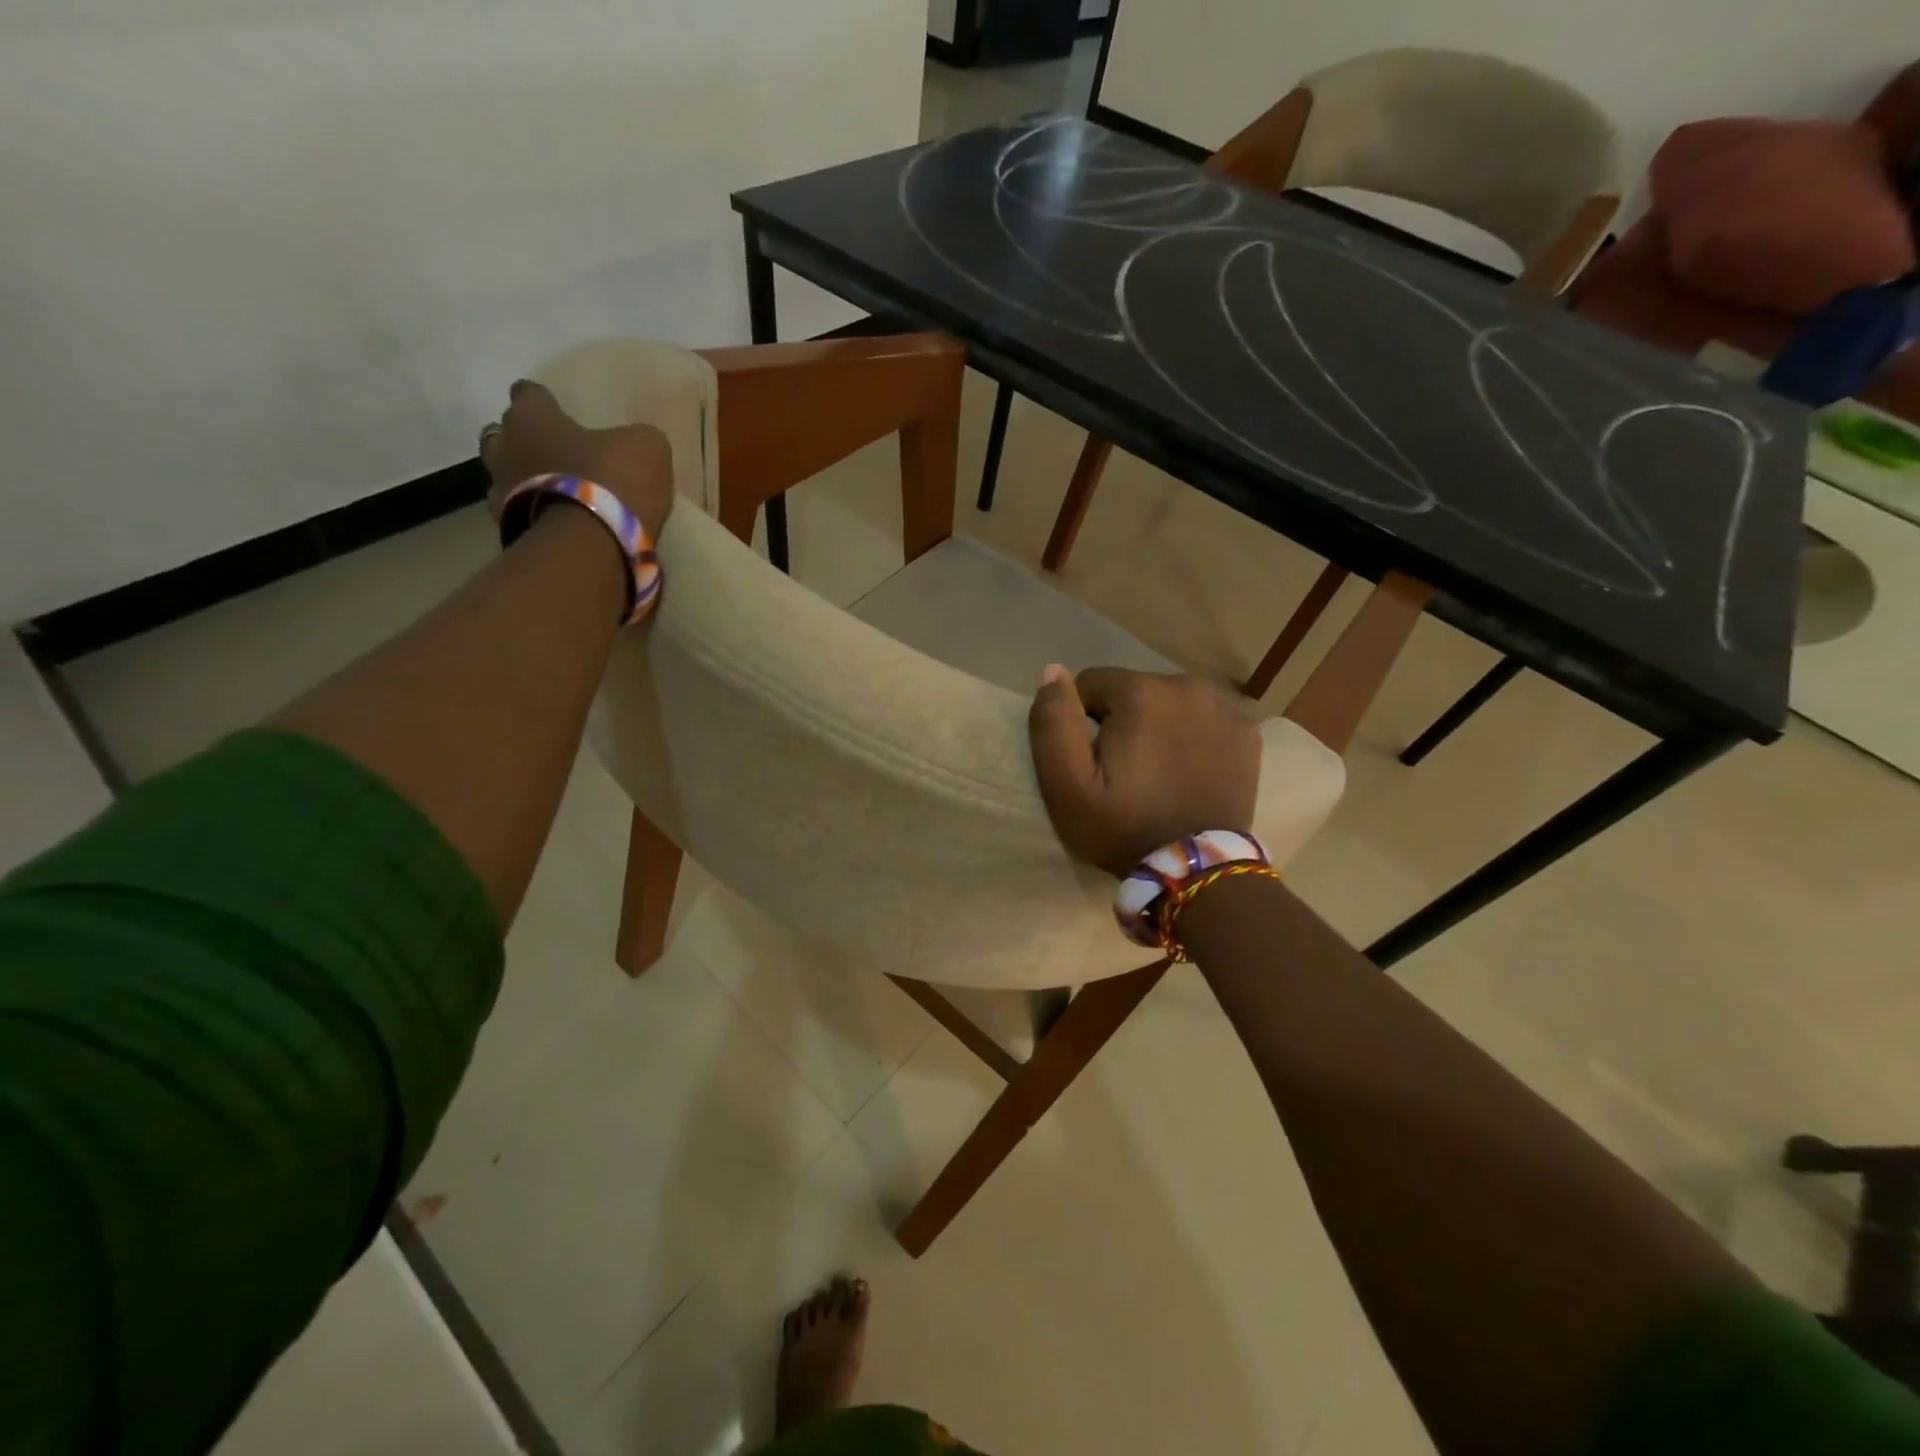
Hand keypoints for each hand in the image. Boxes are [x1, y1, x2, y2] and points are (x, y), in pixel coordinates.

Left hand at [480, 380, 674, 539]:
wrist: (591, 545)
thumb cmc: (612, 481)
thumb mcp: (646, 447)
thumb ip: (635, 439)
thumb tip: (632, 445)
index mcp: (532, 417)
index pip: (528, 394)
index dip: (542, 400)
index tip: (553, 407)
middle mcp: (505, 448)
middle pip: (503, 436)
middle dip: (522, 441)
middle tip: (547, 451)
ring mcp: (501, 492)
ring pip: (503, 476)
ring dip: (522, 480)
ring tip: (549, 491)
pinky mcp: (509, 530)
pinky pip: (518, 514)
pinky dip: (532, 515)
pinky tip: (553, 522)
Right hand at [1028, 665, 1260, 876]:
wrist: (1196, 870)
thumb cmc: (1123, 827)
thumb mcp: (1066, 785)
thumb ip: (1053, 721)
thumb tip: (1053, 671)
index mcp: (1141, 691)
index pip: (1091, 684)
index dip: (1082, 722)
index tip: (1094, 762)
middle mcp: (1187, 685)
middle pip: (1134, 691)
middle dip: (1123, 721)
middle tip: (1126, 773)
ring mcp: (1225, 708)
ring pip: (1170, 702)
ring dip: (1159, 726)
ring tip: (1158, 773)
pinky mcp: (1248, 733)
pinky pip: (1204, 720)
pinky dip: (1194, 736)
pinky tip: (1191, 771)